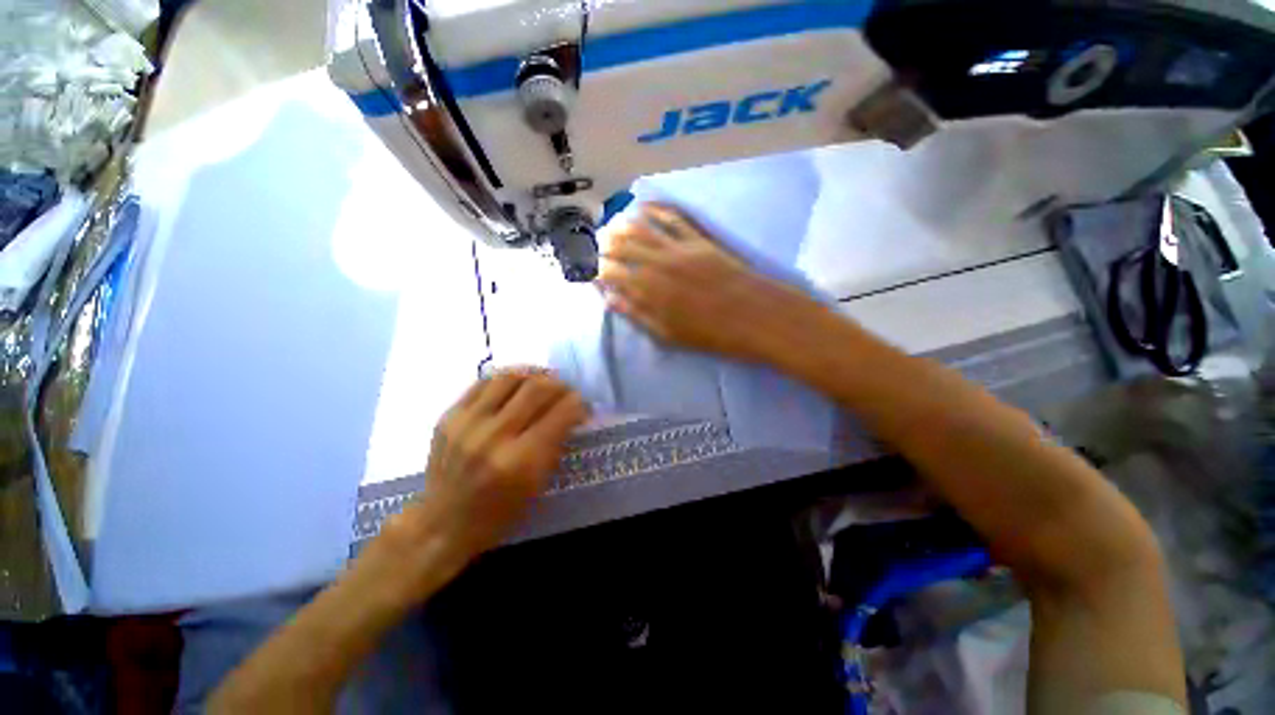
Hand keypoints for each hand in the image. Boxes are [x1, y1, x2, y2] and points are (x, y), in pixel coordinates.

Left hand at [380, 369, 589, 594]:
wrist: (442, 523)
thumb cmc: (499, 512)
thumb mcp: (537, 485)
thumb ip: (556, 444)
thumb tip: (572, 412)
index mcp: (520, 461)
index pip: (560, 414)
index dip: (578, 403)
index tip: (583, 405)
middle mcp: (493, 436)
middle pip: (536, 389)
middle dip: (560, 385)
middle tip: (566, 390)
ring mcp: (467, 423)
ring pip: (509, 377)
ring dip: (534, 375)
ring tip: (543, 381)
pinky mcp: (449, 416)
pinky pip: (483, 382)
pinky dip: (507, 379)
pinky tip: (517, 384)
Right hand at [598, 203, 818, 360]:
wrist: (756, 317)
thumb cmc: (711, 335)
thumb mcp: (669, 335)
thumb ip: (637, 315)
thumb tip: (611, 300)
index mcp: (648, 291)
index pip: (611, 273)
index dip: (596, 269)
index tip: (587, 268)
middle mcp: (657, 264)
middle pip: (622, 246)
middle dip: (603, 244)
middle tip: (594, 245)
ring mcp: (679, 248)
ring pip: (642, 228)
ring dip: (622, 224)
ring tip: (611, 225)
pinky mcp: (699, 239)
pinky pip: (673, 217)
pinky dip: (655, 209)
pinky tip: (644, 206)